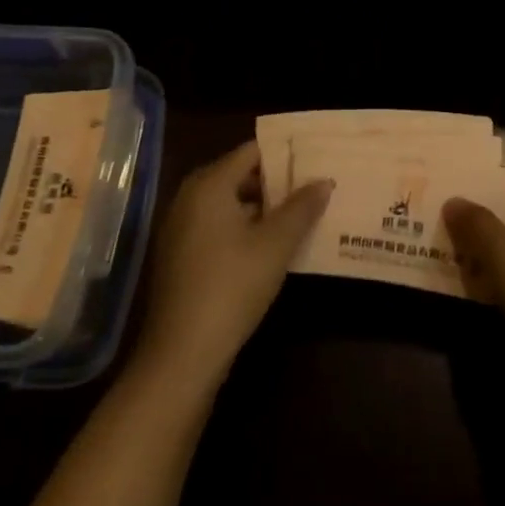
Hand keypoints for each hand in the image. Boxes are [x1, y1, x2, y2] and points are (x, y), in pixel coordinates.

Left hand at [136, 142, 330, 386]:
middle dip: (276, 182)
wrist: (182, 354)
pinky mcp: (180, 256)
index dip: (285, 154)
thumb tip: (324, 180)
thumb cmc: (232, 286)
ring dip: (263, 208)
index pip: (252, 151)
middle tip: (314, 186)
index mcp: (209, 185)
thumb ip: (302, 208)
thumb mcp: (276, 245)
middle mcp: (189, 198)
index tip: (315, 159)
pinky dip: (244, 228)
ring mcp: (181, 228)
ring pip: (230, 203)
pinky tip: (272, 245)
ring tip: (301, 214)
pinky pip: (218, 226)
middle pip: (240, 175)